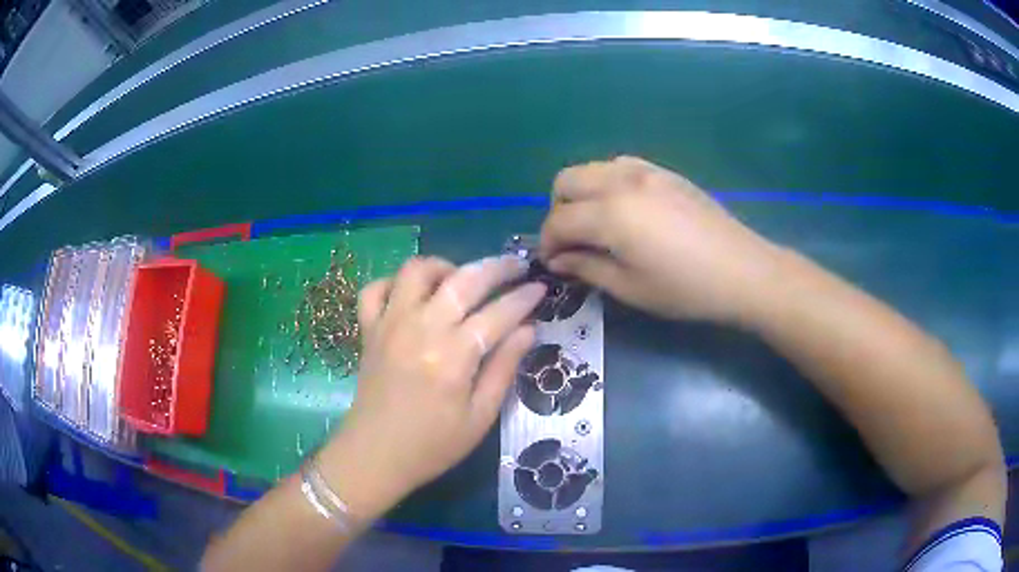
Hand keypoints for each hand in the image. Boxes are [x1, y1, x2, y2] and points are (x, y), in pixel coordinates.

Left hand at [316, 256, 545, 516]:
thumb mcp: (479, 417)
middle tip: (517, 267)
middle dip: (497, 267)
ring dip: (445, 267)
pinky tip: (412, 296)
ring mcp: (389, 324)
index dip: (524, 298)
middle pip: (464, 279)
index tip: (541, 288)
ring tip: (461, 280)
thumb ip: (504, 368)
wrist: (375, 456)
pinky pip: (375, 288)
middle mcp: (421, 329)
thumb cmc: (433, 446)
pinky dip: (395, 283)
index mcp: (453, 357)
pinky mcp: (368, 329)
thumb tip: (529, 329)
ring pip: (417, 270)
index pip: (498, 314)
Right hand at [540, 156, 781, 323]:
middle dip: (558, 210)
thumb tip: (558, 259)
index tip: (552, 263)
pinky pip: (621, 166)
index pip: (558, 220)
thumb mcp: (630, 288)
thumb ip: (587, 267)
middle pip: (566, 180)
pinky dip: (608, 183)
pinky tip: (625, 210)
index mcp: (610, 214)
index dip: (548, 243)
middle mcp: (621, 181)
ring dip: (582, 194)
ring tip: (597, 224)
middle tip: (571, 241)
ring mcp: (645, 171)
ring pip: (592, 168)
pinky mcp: (665, 172)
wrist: (742, 271)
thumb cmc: (685, 289)